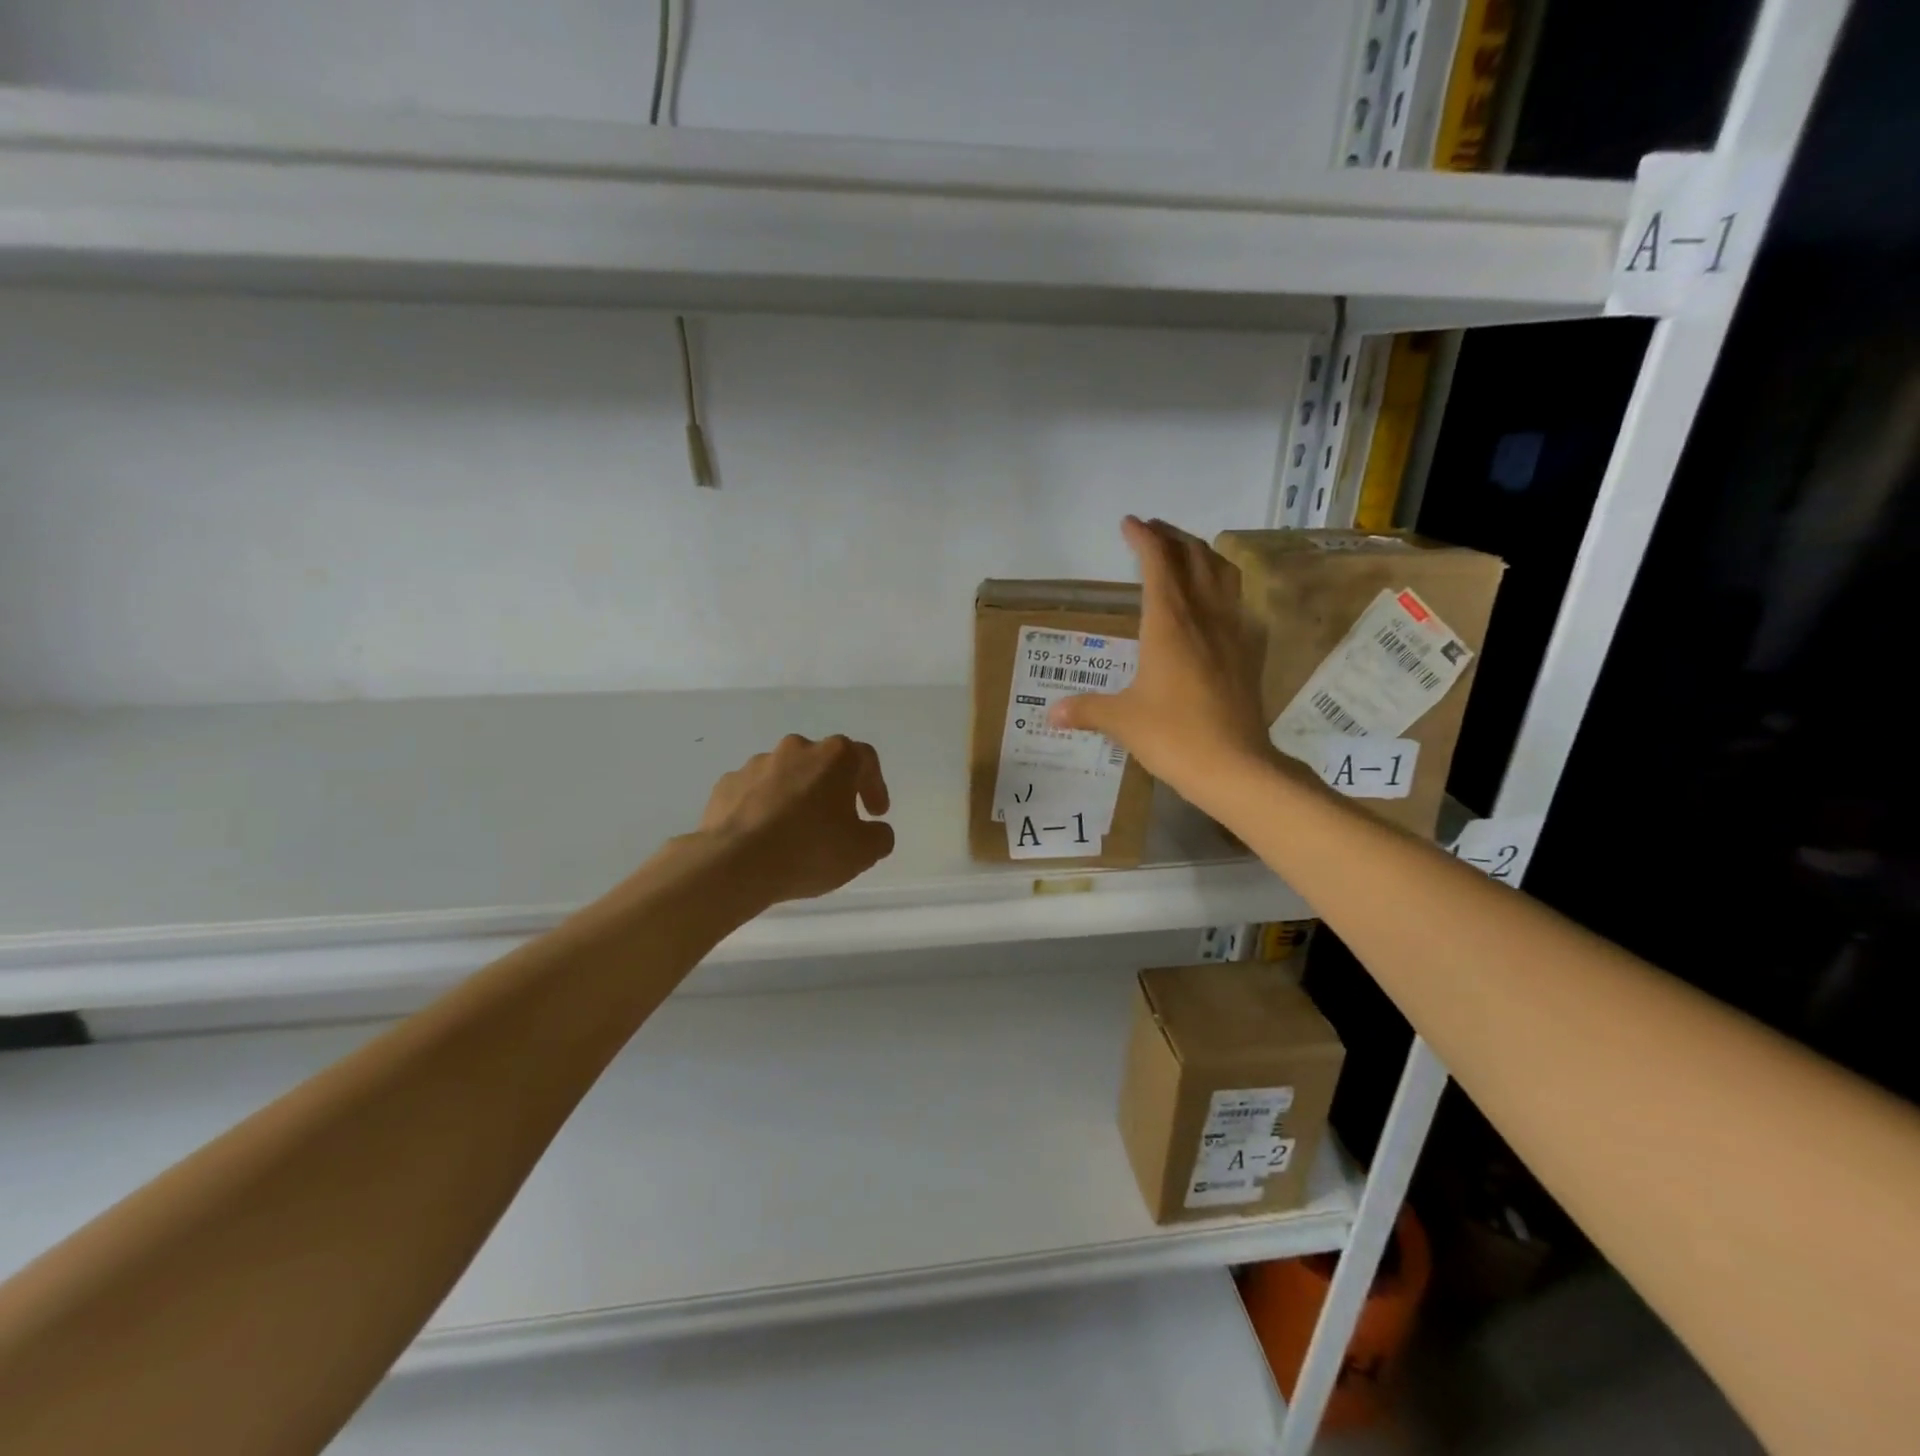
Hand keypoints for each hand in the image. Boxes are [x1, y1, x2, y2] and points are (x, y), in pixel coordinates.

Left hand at [699, 734, 895, 904]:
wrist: (734, 863)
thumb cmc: (809, 850)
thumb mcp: (862, 852)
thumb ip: (879, 836)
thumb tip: (875, 830)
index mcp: (834, 757)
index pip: (865, 759)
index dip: (875, 786)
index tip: (874, 814)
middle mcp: (796, 749)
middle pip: (823, 763)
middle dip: (833, 790)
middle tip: (837, 822)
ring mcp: (756, 764)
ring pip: (786, 776)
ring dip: (796, 797)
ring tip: (795, 833)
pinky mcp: (727, 784)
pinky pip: (754, 792)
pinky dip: (763, 808)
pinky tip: (764, 837)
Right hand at [1049, 516, 1272, 809]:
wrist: (1235, 766)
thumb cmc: (1173, 736)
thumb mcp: (1121, 720)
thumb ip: (1086, 709)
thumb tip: (1053, 713)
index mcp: (1168, 623)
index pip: (1158, 563)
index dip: (1144, 538)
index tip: (1130, 523)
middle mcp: (1203, 616)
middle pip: (1194, 557)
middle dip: (1173, 537)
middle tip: (1153, 531)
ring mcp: (1232, 632)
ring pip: (1223, 573)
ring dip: (1203, 554)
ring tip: (1186, 552)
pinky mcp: (1248, 652)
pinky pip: (1237, 602)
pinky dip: (1222, 586)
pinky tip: (1214, 602)